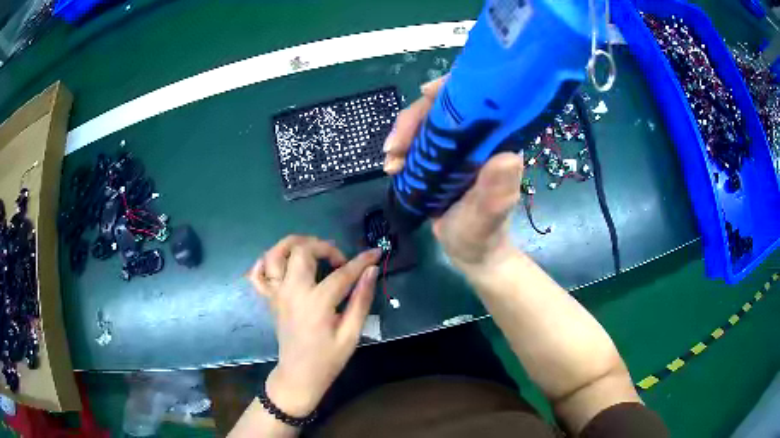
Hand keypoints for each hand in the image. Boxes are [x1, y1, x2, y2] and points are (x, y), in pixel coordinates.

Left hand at [246, 236, 381, 416]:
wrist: (299, 375)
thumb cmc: (328, 358)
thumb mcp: (351, 334)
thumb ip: (361, 300)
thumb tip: (371, 271)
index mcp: (316, 303)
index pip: (342, 273)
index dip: (361, 261)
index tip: (376, 252)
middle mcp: (292, 292)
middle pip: (302, 251)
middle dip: (324, 247)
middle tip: (339, 260)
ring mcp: (277, 294)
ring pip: (275, 254)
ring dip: (293, 245)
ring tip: (311, 251)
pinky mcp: (269, 299)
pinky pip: (257, 274)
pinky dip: (264, 262)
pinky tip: (280, 263)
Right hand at [383, 78, 523, 271]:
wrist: (471, 253)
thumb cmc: (483, 236)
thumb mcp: (489, 217)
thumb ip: (497, 192)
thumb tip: (507, 156)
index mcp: (498, 142)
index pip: (478, 99)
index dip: (452, 88)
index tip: (425, 93)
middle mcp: (478, 138)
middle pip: (444, 107)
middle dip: (415, 119)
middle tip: (394, 145)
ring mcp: (458, 148)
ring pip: (427, 123)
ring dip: (403, 136)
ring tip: (391, 162)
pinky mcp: (441, 159)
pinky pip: (418, 142)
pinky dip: (401, 150)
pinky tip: (392, 167)